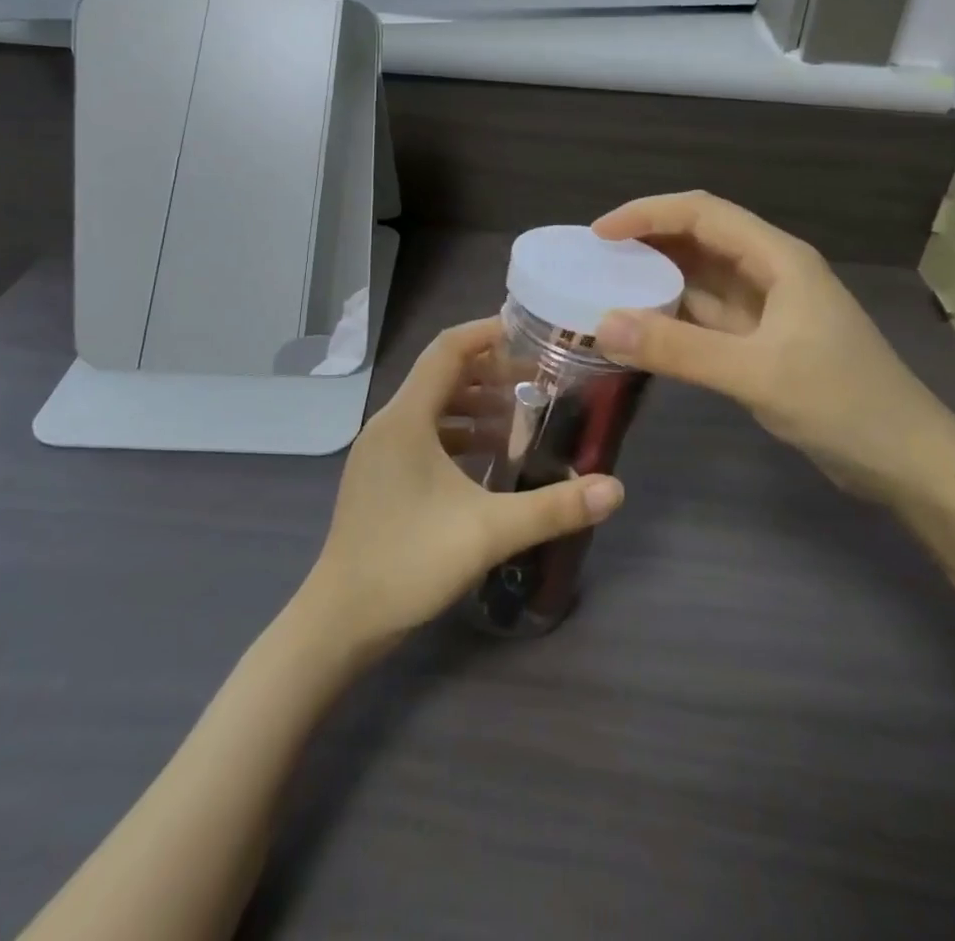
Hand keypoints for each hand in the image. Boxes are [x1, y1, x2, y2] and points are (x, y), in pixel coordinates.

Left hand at [303, 319, 624, 653]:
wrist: (341, 620)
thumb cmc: (409, 562)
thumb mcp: (488, 532)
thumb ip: (553, 507)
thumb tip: (614, 489)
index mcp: (406, 418)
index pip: (447, 350)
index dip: (487, 333)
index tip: (530, 333)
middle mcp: (389, 424)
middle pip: (442, 376)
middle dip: (491, 372)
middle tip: (539, 381)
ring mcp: (380, 452)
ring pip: (433, 408)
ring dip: (476, 406)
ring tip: (522, 418)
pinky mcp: (381, 477)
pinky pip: (424, 436)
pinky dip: (459, 436)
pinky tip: (490, 459)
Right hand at [591, 191, 954, 507]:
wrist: (908, 462)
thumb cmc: (843, 404)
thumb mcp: (756, 373)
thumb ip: (679, 349)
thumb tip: (602, 324)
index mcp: (778, 259)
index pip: (703, 213)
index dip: (647, 214)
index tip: (599, 234)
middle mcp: (770, 272)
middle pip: (700, 238)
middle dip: (647, 241)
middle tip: (594, 260)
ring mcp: (768, 308)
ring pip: (701, 278)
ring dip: (657, 278)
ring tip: (606, 287)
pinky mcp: (763, 341)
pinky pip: (707, 316)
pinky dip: (673, 316)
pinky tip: (642, 328)